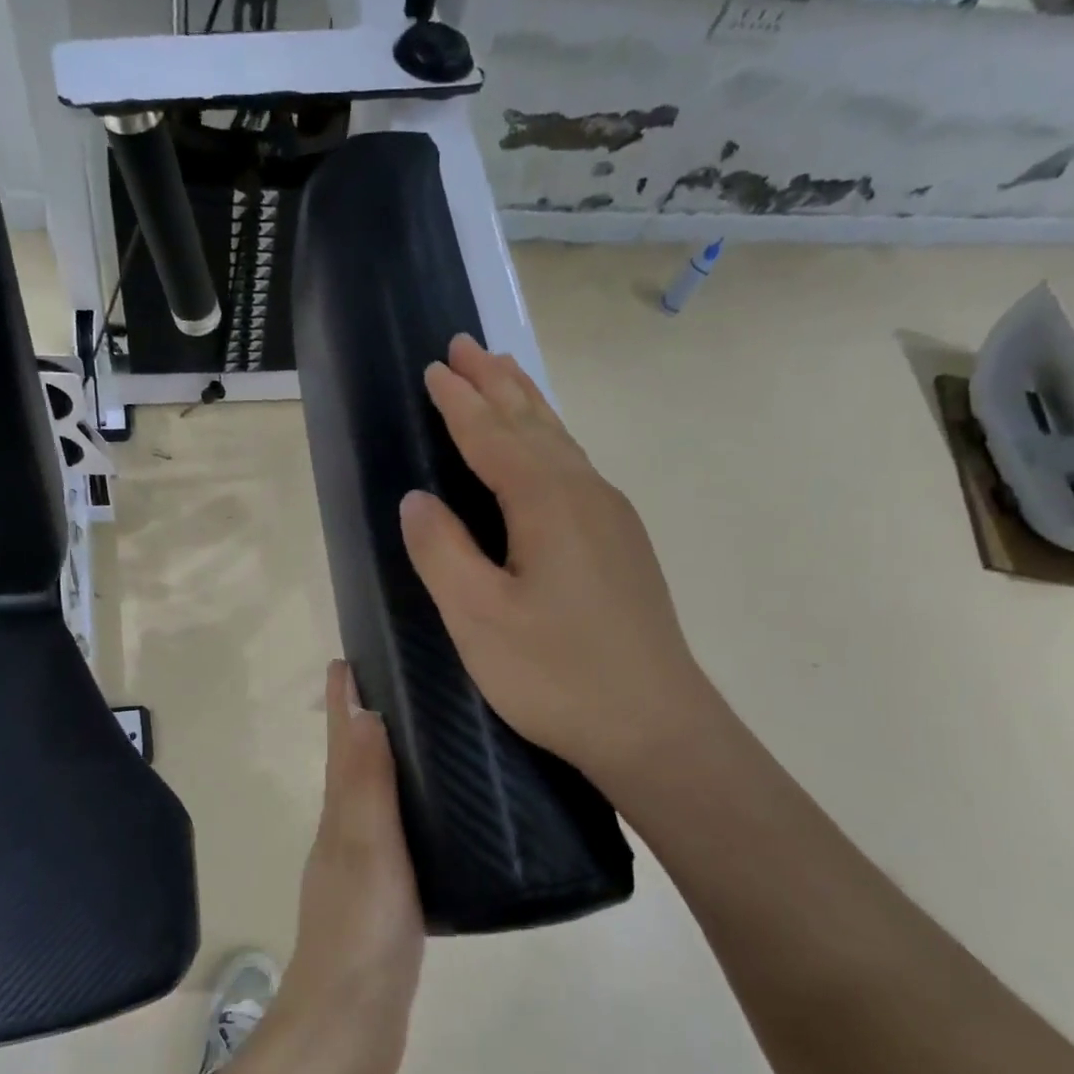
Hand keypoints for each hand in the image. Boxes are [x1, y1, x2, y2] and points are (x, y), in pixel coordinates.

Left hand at [276, 661, 425, 1073]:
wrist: (350, 1030)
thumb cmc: (361, 932)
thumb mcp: (366, 848)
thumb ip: (366, 784)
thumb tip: (361, 710)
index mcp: (339, 816)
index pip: (341, 743)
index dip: (342, 700)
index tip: (350, 656)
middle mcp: (345, 834)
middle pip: (354, 763)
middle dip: (366, 721)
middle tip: (400, 684)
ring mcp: (363, 868)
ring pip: (375, 798)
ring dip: (388, 763)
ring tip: (424, 736)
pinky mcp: (385, 899)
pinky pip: (397, 835)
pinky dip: (408, 810)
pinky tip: (438, 816)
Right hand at [399, 335, 720, 799]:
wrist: (656, 727)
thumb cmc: (557, 674)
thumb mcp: (479, 617)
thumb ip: (442, 551)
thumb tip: (416, 500)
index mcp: (547, 502)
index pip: (491, 435)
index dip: (459, 403)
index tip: (434, 368)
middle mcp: (585, 495)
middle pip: (534, 424)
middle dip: (496, 383)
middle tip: (467, 346)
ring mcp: (612, 520)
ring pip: (562, 444)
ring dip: (527, 406)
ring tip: (505, 375)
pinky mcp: (623, 548)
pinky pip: (576, 470)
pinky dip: (550, 443)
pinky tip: (548, 454)